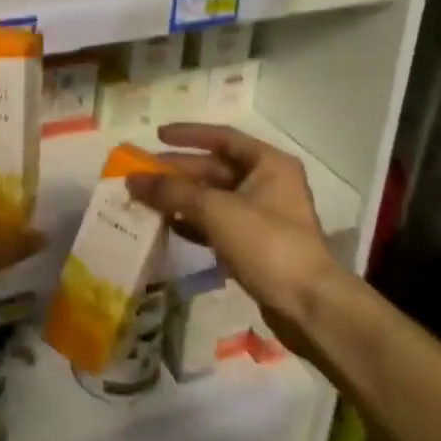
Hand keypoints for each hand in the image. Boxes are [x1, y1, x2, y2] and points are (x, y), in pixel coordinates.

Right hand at [126, 123, 338, 319]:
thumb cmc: (266, 243)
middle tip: (142, 174)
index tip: (157, 136)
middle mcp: (268, 183)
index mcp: (268, 163)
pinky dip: (194, 222)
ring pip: (214, 197)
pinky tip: (169, 226)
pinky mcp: (256, 244)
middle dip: (178, 171)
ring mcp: (263, 215)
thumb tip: (132, 179)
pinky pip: (218, 223)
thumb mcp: (215, 209)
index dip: (188, 134)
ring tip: (147, 200)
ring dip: (182, 198)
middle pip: (215, 168)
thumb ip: (172, 191)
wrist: (308, 305)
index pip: (223, 137)